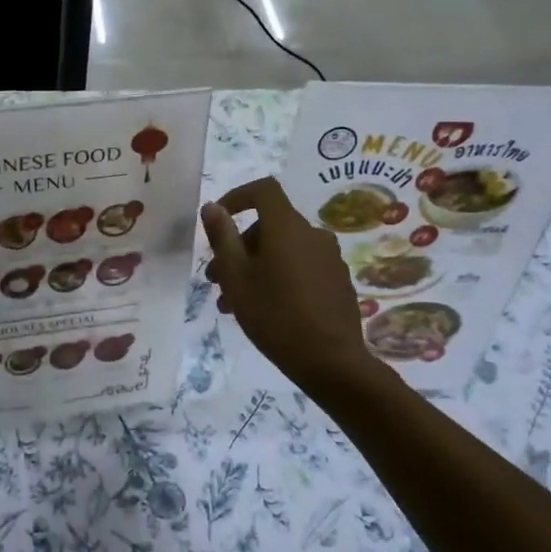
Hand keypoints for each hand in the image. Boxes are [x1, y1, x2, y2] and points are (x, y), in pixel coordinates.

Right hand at [202, 177, 374, 389]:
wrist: (331, 361)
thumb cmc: (274, 315)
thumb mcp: (236, 277)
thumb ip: (222, 237)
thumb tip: (212, 206)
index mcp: (287, 227)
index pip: (263, 190)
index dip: (237, 196)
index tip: (219, 218)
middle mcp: (312, 234)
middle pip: (270, 226)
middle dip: (239, 247)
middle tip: (217, 279)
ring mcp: (329, 258)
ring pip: (282, 251)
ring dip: (255, 267)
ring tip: (233, 303)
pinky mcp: (338, 281)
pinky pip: (301, 267)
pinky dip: (278, 277)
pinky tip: (266, 310)